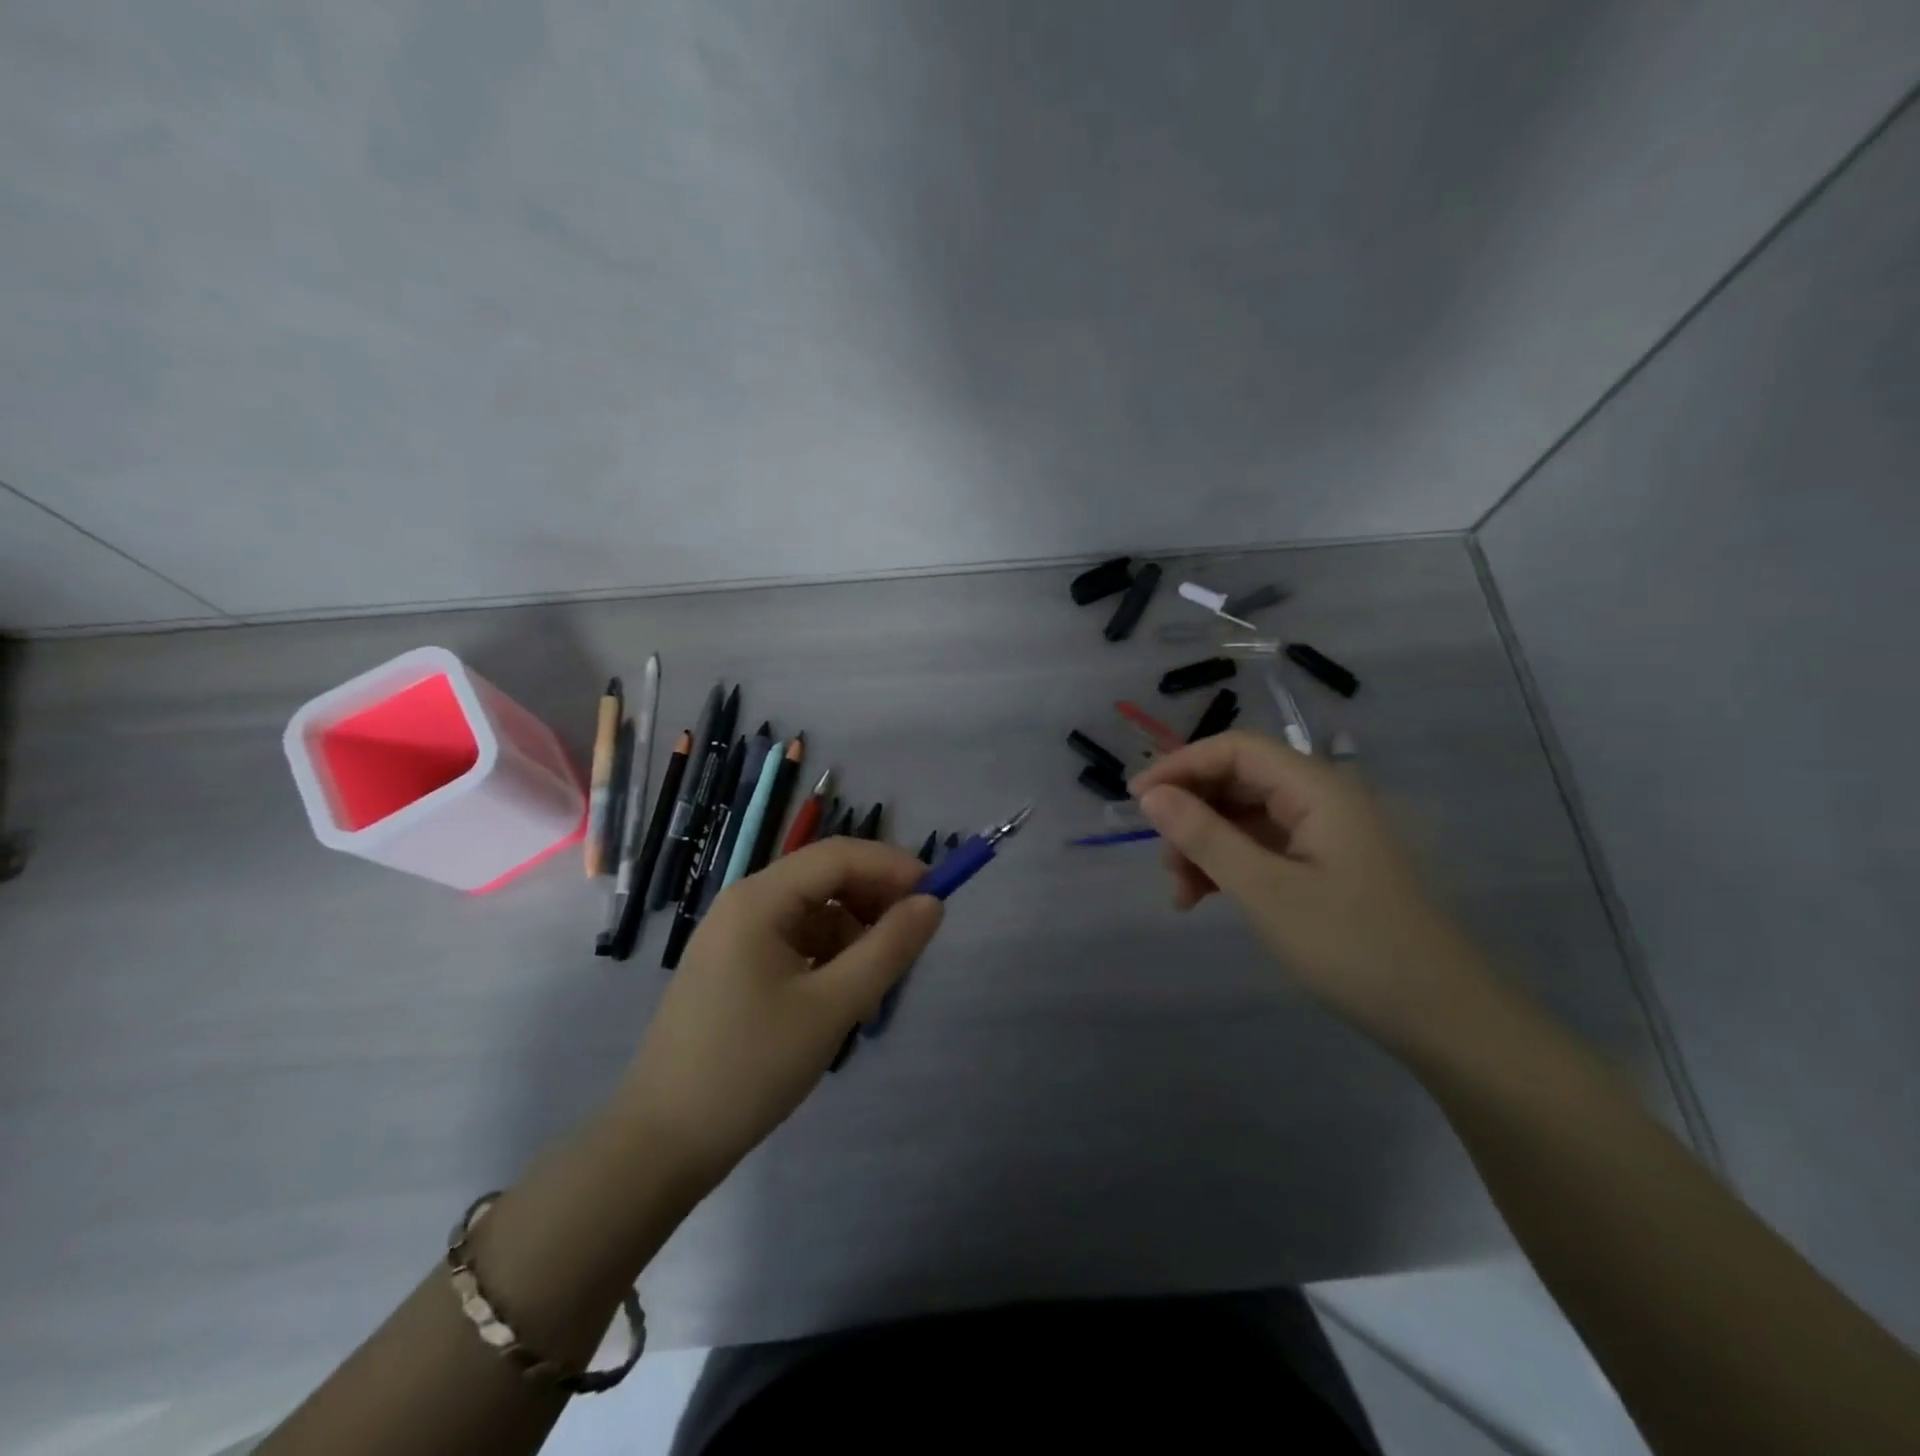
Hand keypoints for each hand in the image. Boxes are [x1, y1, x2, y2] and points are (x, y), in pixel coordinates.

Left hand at [612, 839, 943, 1193]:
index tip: (937, 896)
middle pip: (825, 879)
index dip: (892, 866)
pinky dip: (828, 959)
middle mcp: (745, 904)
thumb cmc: (750, 1067)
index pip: (838, 855)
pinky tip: (840, 1001)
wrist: (663, 1143)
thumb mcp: (833, 1007)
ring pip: (814, 913)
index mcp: (759, 899)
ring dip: (853, 936)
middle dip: (874, 902)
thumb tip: (932, 904)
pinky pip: (796, 942)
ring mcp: (735, 936)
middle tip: (910, 944)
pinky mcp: (734, 967)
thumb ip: (888, 949)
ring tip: (874, 990)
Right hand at [1131, 730, 1485, 1039]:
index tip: (1136, 800)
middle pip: (1237, 781)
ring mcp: (1324, 834)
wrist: (1443, 1018)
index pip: (1235, 749)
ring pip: (1244, 818)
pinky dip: (1228, 866)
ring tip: (1183, 895)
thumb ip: (1205, 837)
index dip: (1180, 765)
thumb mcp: (1265, 890)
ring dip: (1204, 847)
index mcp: (1316, 789)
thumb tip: (1151, 795)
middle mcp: (1320, 799)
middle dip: (1191, 815)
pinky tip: (1206, 898)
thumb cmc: (1352, 945)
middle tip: (1164, 863)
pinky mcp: (1324, 866)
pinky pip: (1261, 848)